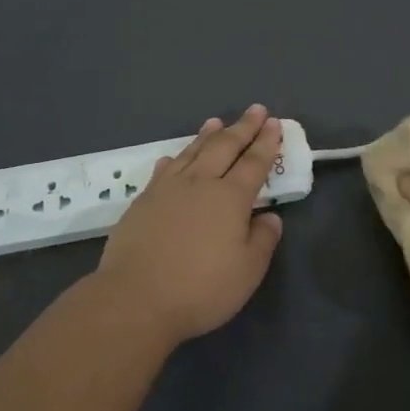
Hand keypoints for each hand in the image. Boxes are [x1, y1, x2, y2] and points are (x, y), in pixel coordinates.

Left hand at [96, 105, 284, 343]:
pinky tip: (173, 157)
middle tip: (255, 110)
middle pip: (225, 147)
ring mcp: (167, 190)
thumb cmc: (201, 288)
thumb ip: (263, 239)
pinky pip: (163, 170)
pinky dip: (173, 159)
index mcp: (230, 198)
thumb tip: (270, 217)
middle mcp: (200, 184)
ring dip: (207, 136)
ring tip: (216, 122)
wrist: (135, 299)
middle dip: (243, 127)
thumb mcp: (248, 271)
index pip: (254, 162)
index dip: (266, 143)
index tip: (274, 124)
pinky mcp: (142, 202)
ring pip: (192, 152)